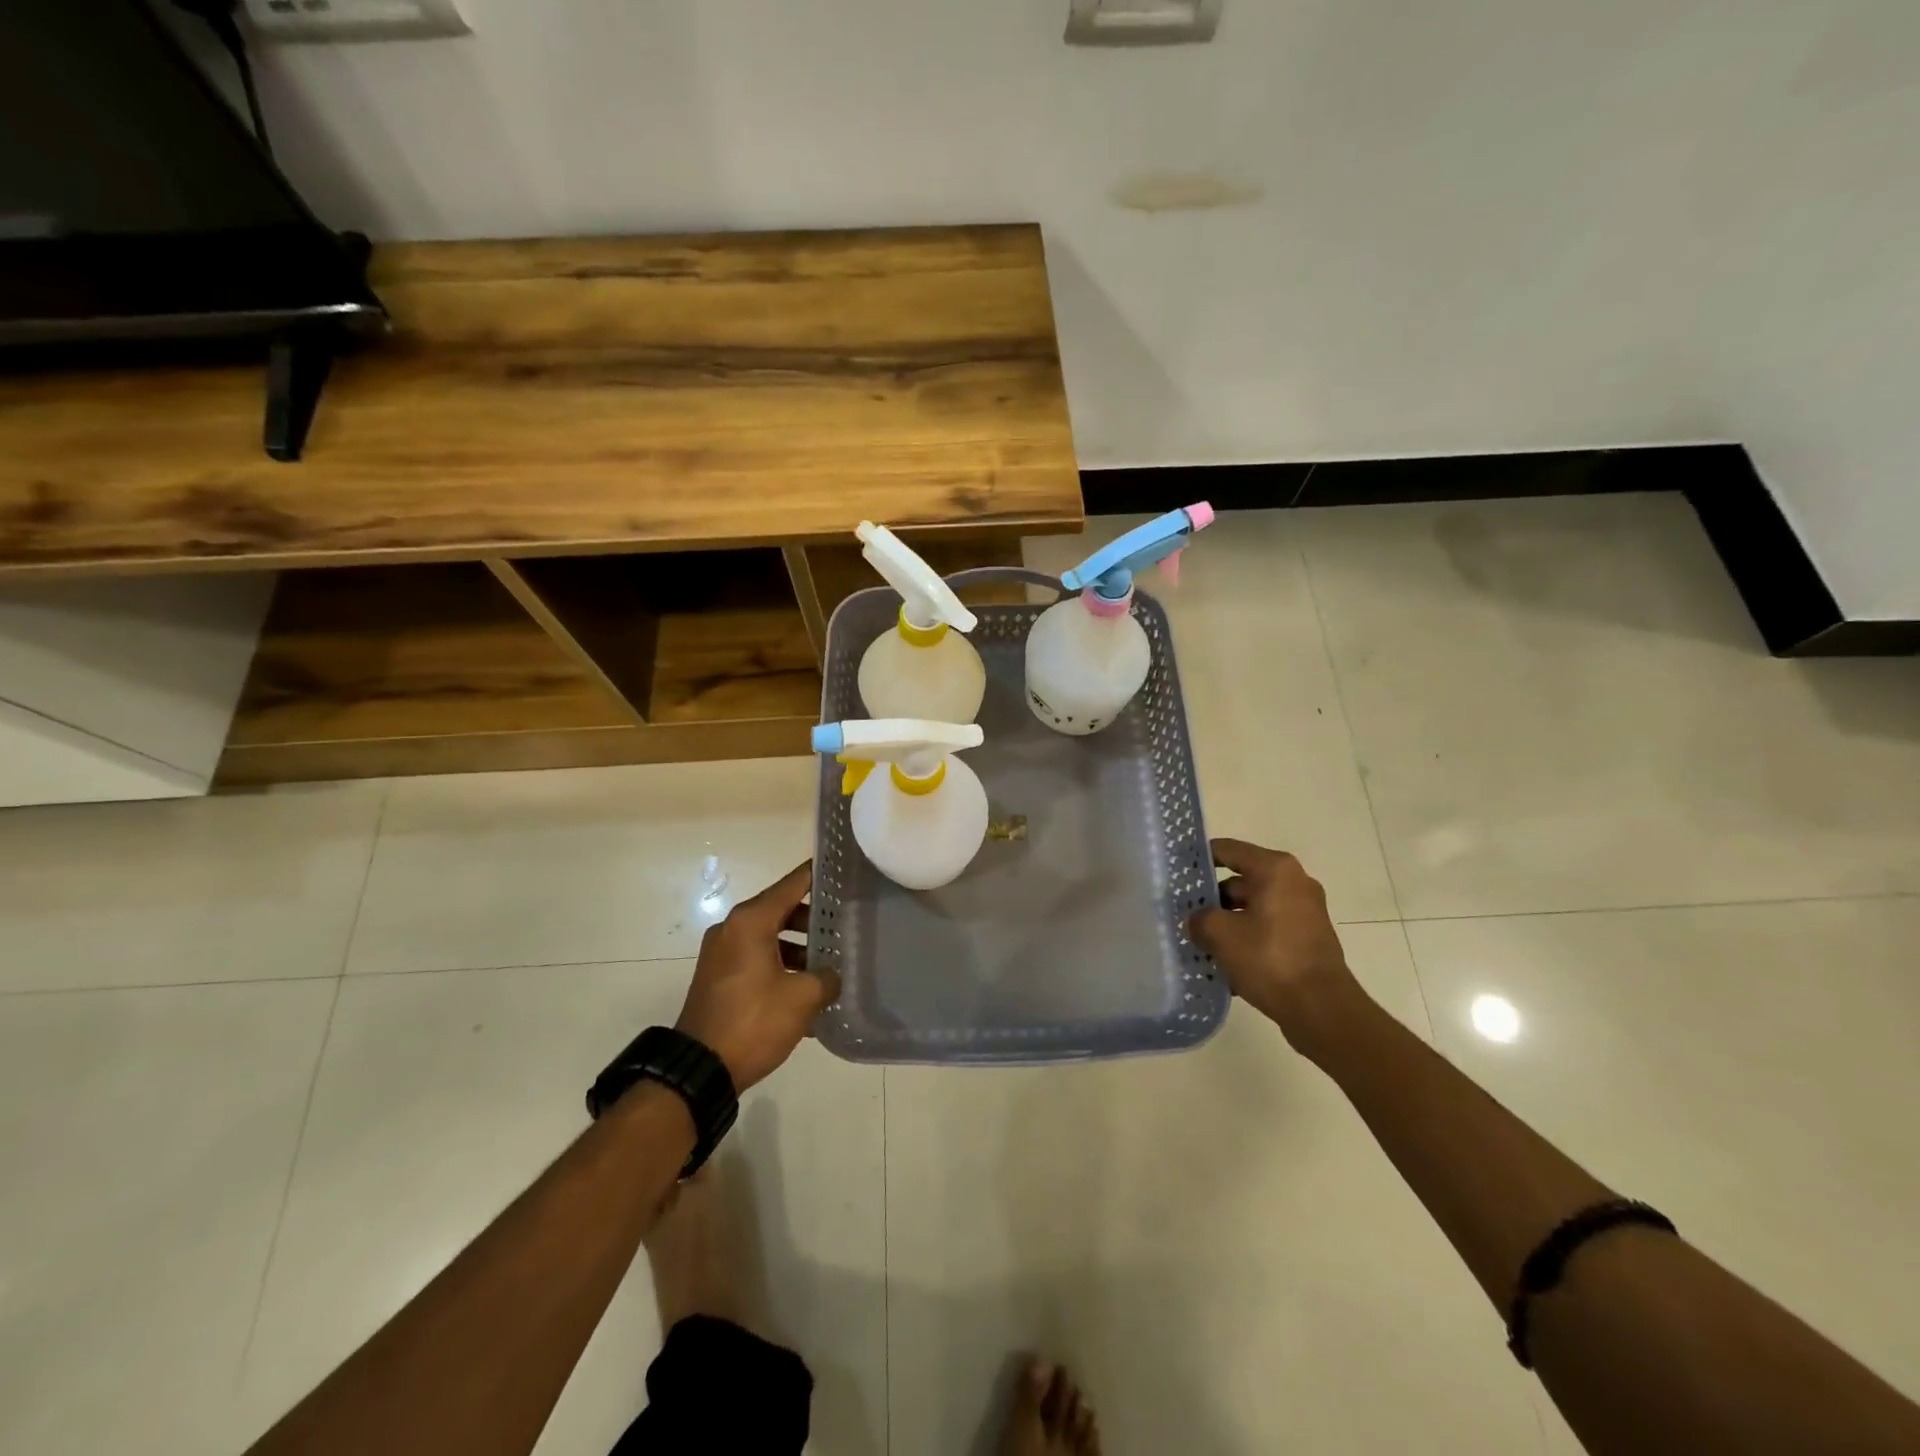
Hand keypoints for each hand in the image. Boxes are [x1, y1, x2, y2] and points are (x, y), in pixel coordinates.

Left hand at [675, 862, 841, 1091]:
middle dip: (813, 919)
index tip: (842, 870)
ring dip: (798, 947)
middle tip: (845, 926)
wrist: (699, 1070)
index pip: (792, 884)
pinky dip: (780, 964)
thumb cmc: (753, 1021)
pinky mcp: (718, 977)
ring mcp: (721, 953)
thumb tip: (831, 975)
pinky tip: (805, 992)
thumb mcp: (802, 998)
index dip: (818, 875)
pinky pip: (756, 958)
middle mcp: (732, 928)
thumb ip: (826, 978)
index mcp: (750, 921)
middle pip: (781, 909)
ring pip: (769, 936)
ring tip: (828, 965)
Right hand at [1188, 839, 1364, 1058]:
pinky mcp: (1308, 938)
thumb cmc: (1270, 959)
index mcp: (1275, 869)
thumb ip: (1199, 918)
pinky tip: (1225, 960)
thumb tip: (1196, 920)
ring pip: (1253, 906)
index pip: (1227, 850)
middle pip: (1240, 880)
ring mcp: (1305, 911)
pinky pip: (1268, 927)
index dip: (1199, 858)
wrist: (1322, 1009)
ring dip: (1228, 921)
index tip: (1176, 872)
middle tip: (1183, 913)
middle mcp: (1294, 882)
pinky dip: (1247, 937)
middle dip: (1211, 898)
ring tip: (1199, 941)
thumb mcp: (1220, 934)